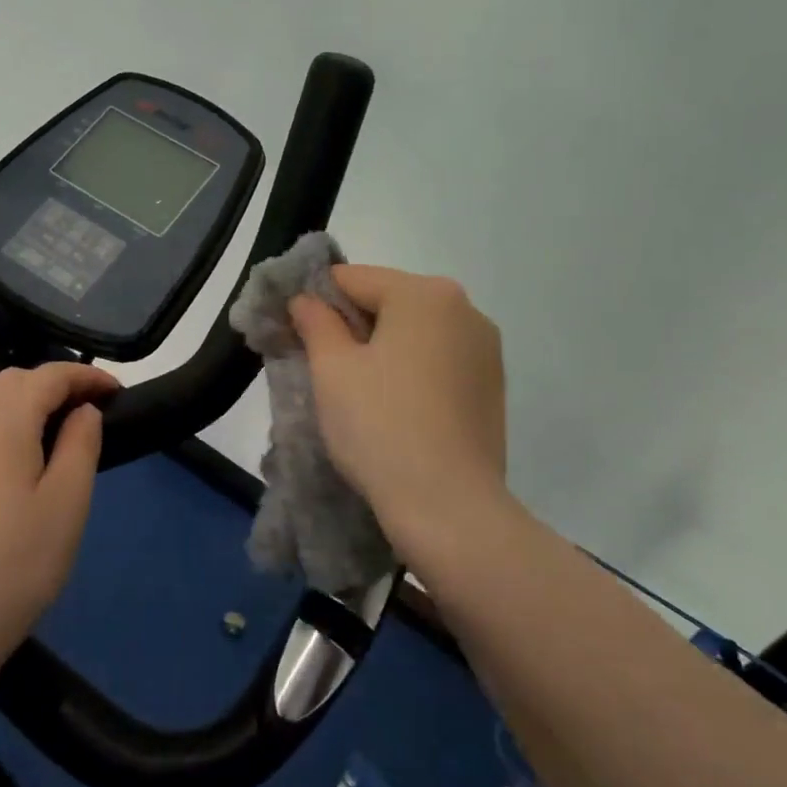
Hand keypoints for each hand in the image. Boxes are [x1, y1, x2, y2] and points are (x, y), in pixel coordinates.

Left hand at [0, 363, 118, 676]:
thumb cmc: (13, 568)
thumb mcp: (67, 505)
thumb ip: (81, 444)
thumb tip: (83, 409)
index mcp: (2, 418)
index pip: (49, 375)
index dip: (87, 376)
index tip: (116, 392)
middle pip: (10, 381)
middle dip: (51, 385)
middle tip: (84, 412)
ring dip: (15, 400)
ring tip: (42, 430)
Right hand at [290, 266, 507, 560]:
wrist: (449, 507)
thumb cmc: (381, 427)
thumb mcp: (332, 370)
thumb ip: (315, 322)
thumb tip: (306, 299)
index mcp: (425, 294)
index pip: (353, 279)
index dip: (316, 301)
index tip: (294, 334)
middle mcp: (465, 309)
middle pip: (389, 301)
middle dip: (352, 326)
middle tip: (322, 367)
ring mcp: (485, 349)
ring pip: (416, 332)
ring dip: (383, 349)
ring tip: (359, 393)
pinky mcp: (492, 385)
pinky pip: (439, 360)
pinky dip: (412, 370)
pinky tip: (396, 408)